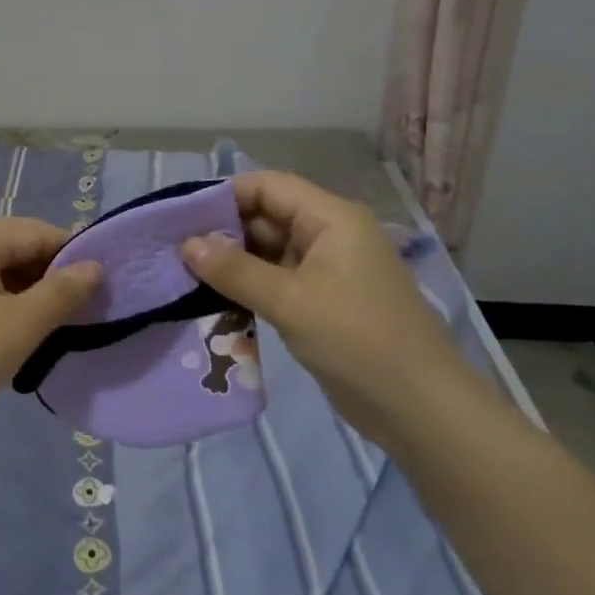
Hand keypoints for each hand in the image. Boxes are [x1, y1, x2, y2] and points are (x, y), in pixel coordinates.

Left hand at [0, 218, 102, 430]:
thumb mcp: (21, 325)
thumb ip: (63, 292)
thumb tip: (95, 267)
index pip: (35, 231)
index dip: (72, 255)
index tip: (103, 285)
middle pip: (13, 248)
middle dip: (49, 277)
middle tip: (83, 311)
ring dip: (27, 295)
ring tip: (55, 326)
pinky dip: (1, 306)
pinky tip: (17, 334)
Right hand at [180, 172, 471, 448]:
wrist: (420, 408)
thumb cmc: (358, 340)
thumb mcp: (290, 301)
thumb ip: (235, 270)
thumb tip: (186, 244)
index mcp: (331, 219)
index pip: (269, 186)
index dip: (224, 195)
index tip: (180, 217)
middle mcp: (328, 235)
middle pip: (266, 216)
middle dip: (222, 231)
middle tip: (174, 250)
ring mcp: (326, 270)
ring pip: (268, 251)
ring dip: (231, 262)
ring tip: (184, 274)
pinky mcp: (321, 301)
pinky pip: (275, 281)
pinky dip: (247, 286)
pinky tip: (213, 298)